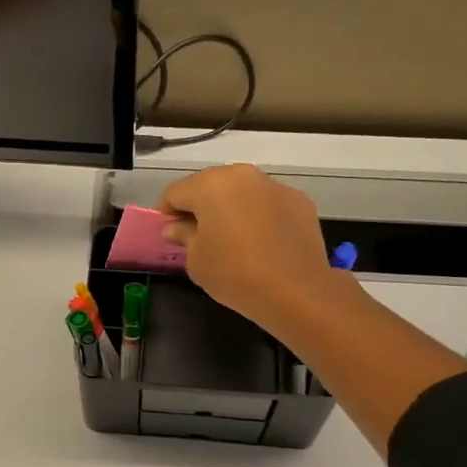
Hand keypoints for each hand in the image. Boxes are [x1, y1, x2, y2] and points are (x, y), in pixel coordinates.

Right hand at [158, 164, 347, 332]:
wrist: (296, 290)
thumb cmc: (235, 274)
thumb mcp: (197, 261)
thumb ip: (183, 236)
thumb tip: (176, 227)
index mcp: (210, 186)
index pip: (176, 192)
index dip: (166, 212)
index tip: (169, 233)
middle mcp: (242, 175)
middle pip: (210, 185)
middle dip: (200, 206)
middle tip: (198, 235)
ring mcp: (274, 185)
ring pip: (242, 191)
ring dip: (232, 208)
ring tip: (232, 238)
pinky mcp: (299, 200)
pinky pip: (268, 203)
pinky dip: (260, 215)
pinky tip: (262, 242)